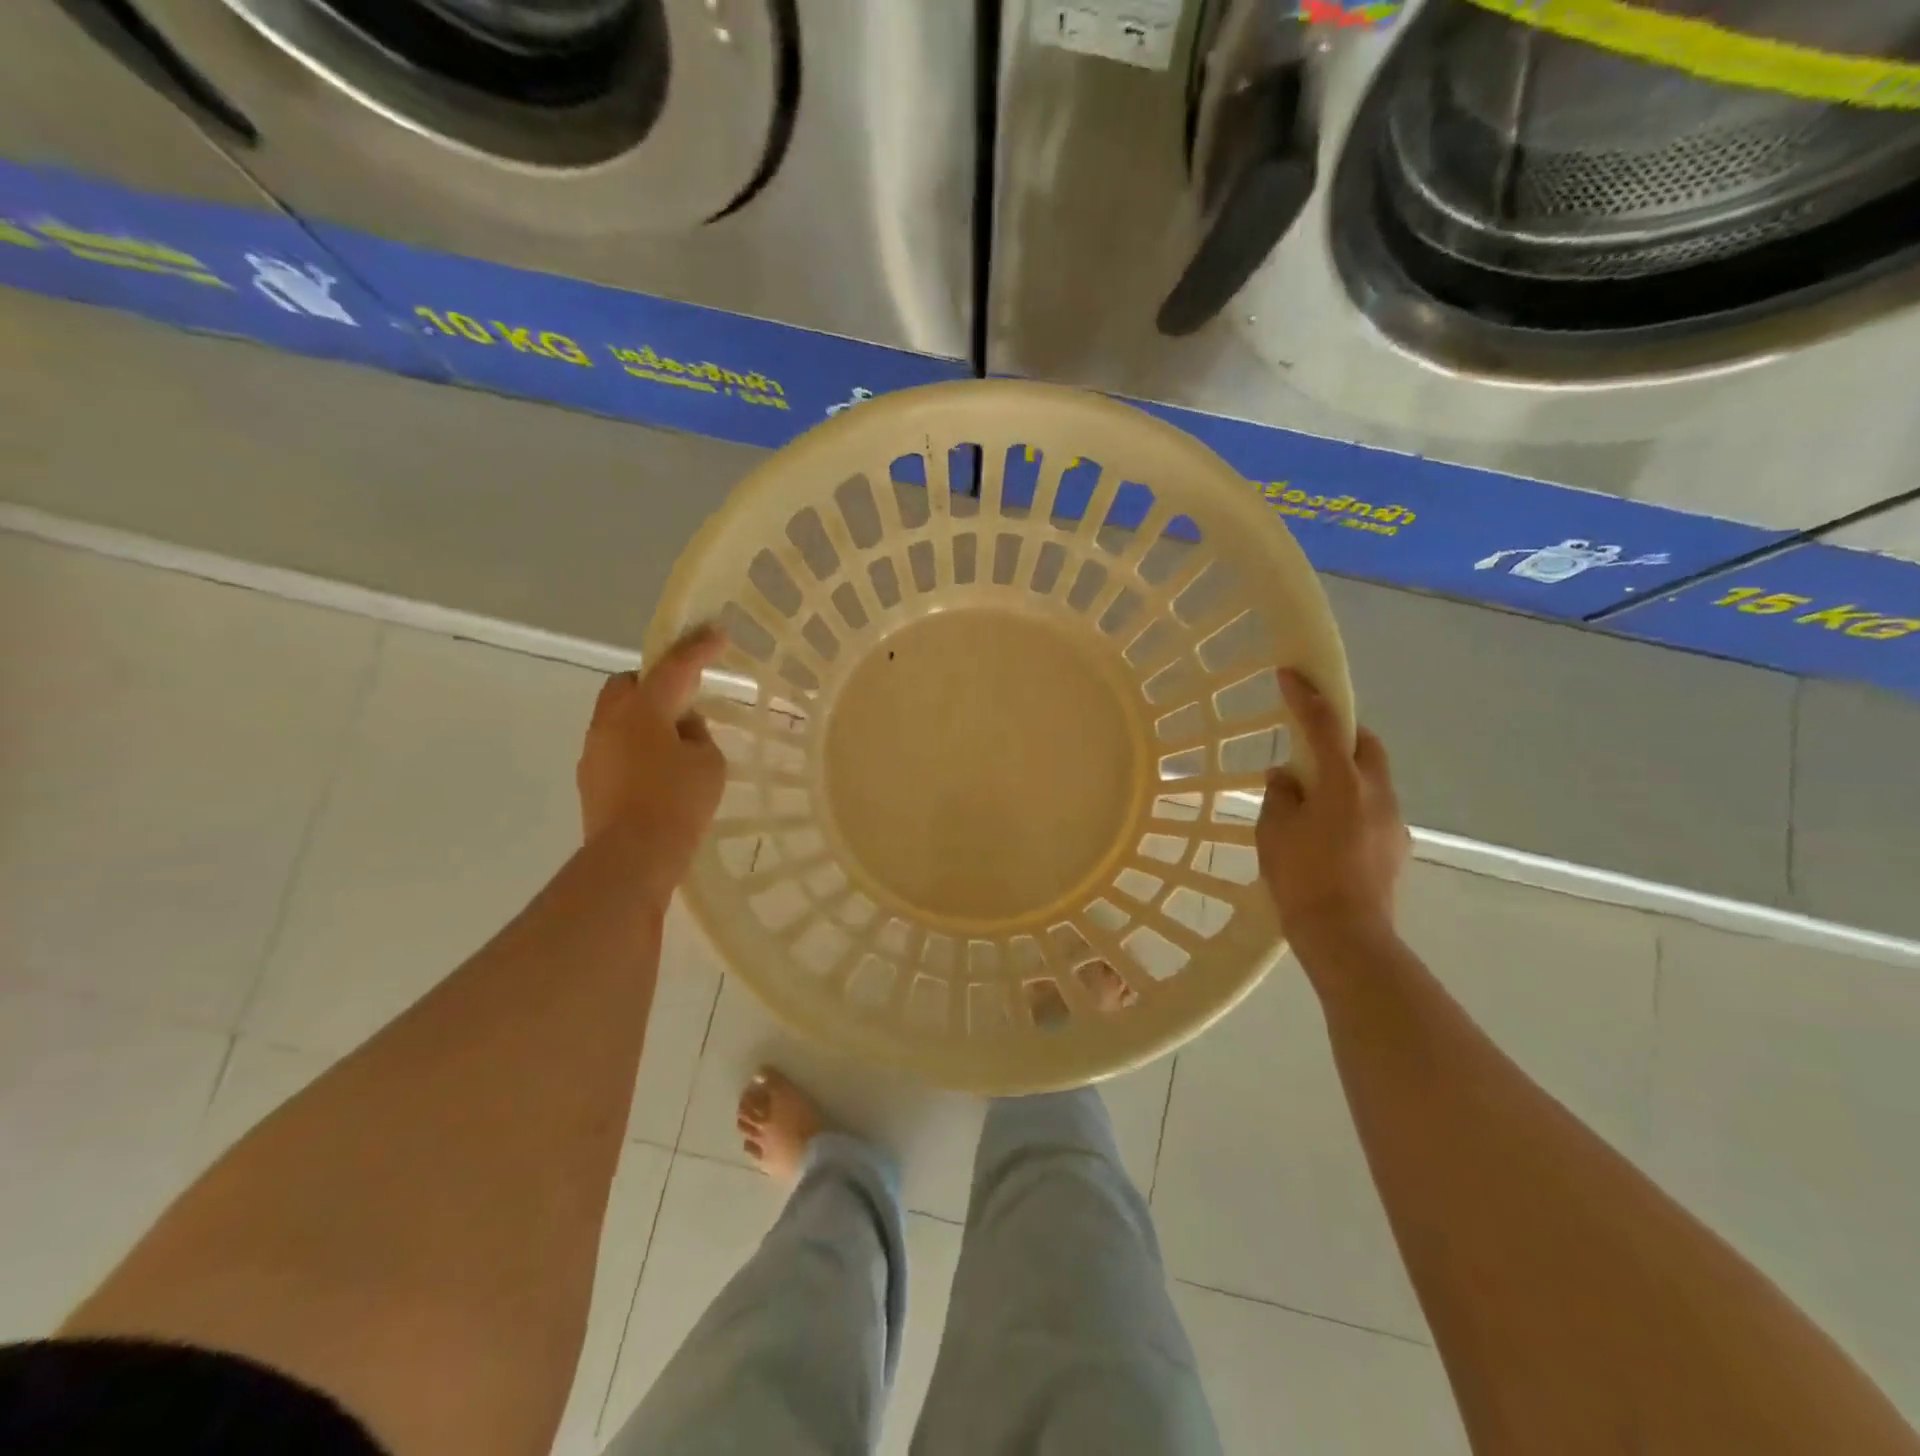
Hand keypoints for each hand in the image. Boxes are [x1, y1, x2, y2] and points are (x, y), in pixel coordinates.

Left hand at [577, 624, 727, 906]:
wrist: (632, 859)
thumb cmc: (677, 803)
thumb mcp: (708, 763)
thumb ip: (697, 735)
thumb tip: (681, 730)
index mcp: (642, 710)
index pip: (673, 668)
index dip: (697, 648)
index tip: (716, 631)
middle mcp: (610, 723)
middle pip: (627, 684)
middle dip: (654, 682)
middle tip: (683, 697)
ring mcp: (594, 752)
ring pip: (618, 717)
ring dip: (645, 718)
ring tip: (676, 741)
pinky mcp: (591, 781)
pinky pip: (616, 747)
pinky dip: (637, 747)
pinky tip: (659, 771)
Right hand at [1256, 669, 1409, 942]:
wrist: (1347, 936)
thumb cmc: (1302, 878)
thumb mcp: (1275, 832)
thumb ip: (1280, 795)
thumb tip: (1287, 777)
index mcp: (1343, 783)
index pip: (1324, 726)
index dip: (1306, 696)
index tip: (1291, 673)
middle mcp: (1377, 793)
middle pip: (1366, 744)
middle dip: (1342, 730)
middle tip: (1313, 736)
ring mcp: (1393, 820)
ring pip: (1374, 777)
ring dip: (1348, 771)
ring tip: (1315, 792)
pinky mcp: (1397, 845)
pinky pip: (1375, 807)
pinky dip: (1354, 802)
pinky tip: (1331, 829)